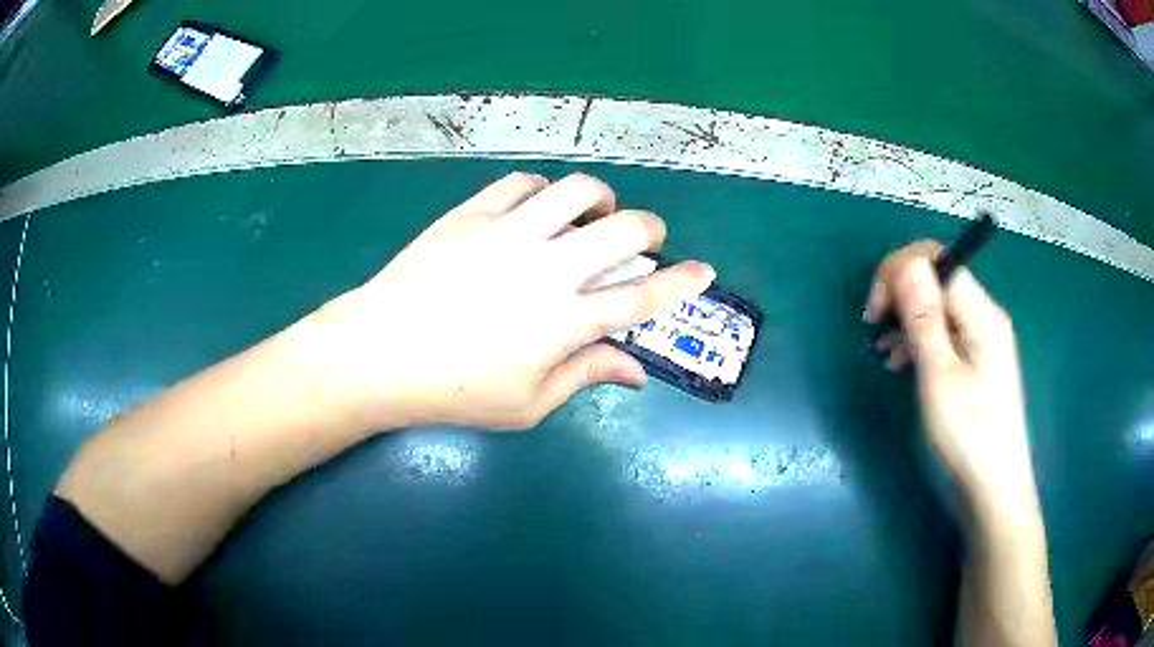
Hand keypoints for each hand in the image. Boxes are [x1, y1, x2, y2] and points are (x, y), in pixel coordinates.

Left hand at [301, 172, 713, 431]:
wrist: (377, 354)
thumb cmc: (453, 391)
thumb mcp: (527, 405)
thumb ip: (586, 378)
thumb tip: (637, 372)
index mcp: (564, 323)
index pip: (642, 297)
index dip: (682, 282)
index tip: (704, 270)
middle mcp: (547, 269)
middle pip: (624, 230)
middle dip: (651, 229)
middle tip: (645, 239)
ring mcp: (508, 234)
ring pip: (577, 190)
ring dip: (600, 199)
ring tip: (593, 215)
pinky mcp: (472, 214)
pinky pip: (521, 182)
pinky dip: (543, 188)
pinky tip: (538, 207)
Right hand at [863, 242, 1037, 513]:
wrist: (995, 486)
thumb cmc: (968, 434)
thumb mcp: (940, 376)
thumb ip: (924, 317)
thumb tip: (905, 264)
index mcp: (981, 312)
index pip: (937, 259)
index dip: (900, 270)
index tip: (875, 310)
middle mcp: (985, 315)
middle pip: (938, 279)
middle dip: (901, 294)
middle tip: (874, 330)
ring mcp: (982, 339)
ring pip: (939, 307)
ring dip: (907, 320)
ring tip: (885, 355)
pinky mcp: (977, 360)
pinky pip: (945, 333)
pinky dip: (920, 341)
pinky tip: (903, 364)